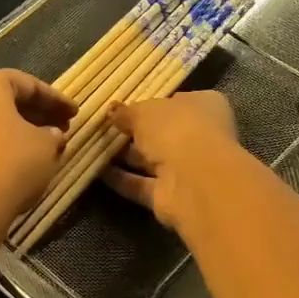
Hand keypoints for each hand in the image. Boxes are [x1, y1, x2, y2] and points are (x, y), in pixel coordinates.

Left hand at [0, 70, 75, 229]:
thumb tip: (51, 134)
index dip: (55, 99)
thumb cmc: (10, 164)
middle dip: (36, 114)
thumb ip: (52, 134)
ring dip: (17, 130)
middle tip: (61, 128)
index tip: (74, 113)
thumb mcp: (45, 146)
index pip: (27, 83)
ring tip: (43, 147)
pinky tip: (18, 162)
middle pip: (4, 99)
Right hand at [104, 91, 239, 231]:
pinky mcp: (172, 195)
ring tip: (94, 148)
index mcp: (204, 107)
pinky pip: (142, 184)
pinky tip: (97, 172)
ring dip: (126, 157)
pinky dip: (123, 179)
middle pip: (163, 133)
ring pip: (152, 160)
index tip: (124, 107)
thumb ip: (127, 112)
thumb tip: (113, 112)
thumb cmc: (176, 129)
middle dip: (135, 133)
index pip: (176, 102)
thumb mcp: (144, 111)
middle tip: (104, 128)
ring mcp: (187, 168)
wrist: (194, 180)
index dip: (151, 103)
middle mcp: (199, 136)